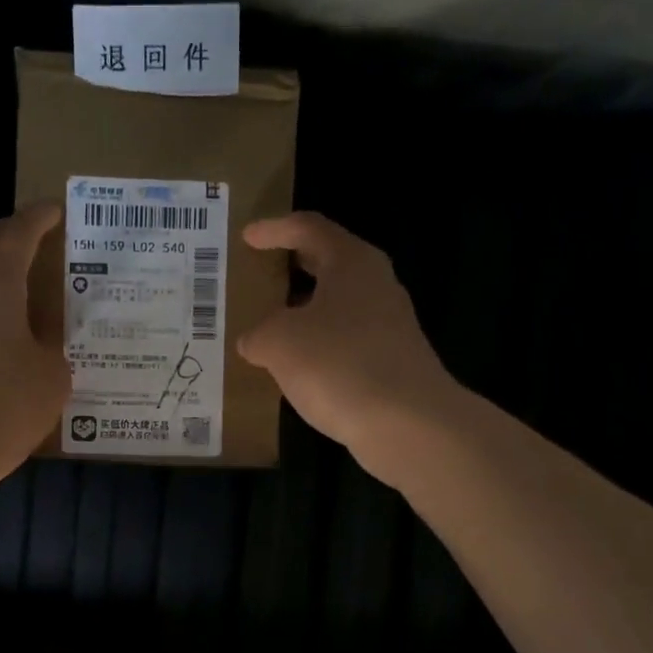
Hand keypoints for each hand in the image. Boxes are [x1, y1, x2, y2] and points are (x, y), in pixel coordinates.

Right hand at [238, 212, 458, 483]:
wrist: (406, 422)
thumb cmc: (338, 364)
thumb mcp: (279, 342)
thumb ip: (259, 334)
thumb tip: (254, 341)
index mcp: (351, 263)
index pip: (309, 229)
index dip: (274, 230)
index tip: (246, 237)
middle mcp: (375, 285)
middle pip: (328, 265)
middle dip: (292, 269)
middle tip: (259, 275)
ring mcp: (388, 325)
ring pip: (337, 306)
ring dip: (304, 313)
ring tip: (268, 327)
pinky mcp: (391, 362)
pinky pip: (344, 342)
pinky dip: (317, 347)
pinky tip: (295, 369)